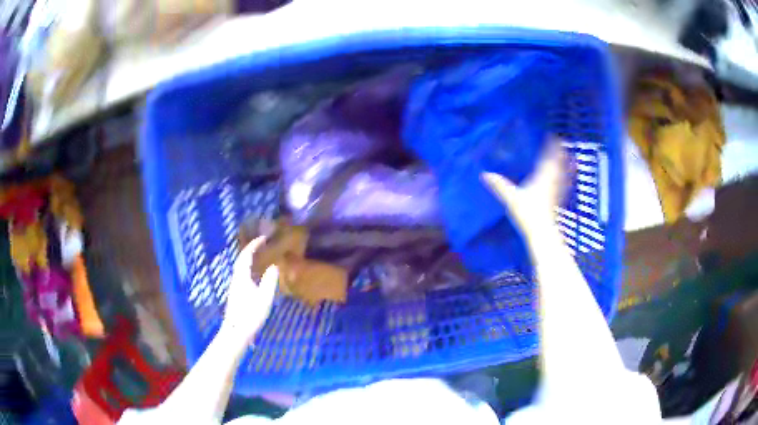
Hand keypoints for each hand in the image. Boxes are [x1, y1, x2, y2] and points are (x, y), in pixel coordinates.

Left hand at [220, 237, 278, 347]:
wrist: (236, 332)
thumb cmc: (250, 314)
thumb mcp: (264, 298)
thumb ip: (269, 281)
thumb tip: (274, 266)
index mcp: (242, 277)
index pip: (246, 255)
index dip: (254, 245)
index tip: (263, 238)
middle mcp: (236, 279)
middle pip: (241, 260)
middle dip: (251, 251)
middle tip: (262, 246)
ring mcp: (235, 287)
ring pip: (241, 268)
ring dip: (249, 260)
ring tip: (260, 258)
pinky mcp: (236, 295)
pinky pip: (242, 275)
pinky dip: (249, 269)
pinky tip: (256, 277)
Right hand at [481, 138, 569, 234]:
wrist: (542, 232)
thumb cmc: (528, 213)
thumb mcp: (511, 198)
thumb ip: (499, 186)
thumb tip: (484, 174)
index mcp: (541, 177)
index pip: (548, 158)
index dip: (551, 146)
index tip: (553, 136)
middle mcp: (552, 182)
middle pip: (558, 164)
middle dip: (560, 153)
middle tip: (562, 143)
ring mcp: (557, 192)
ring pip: (563, 174)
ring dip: (566, 165)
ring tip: (570, 157)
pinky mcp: (558, 201)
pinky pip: (565, 186)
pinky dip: (568, 179)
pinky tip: (570, 179)